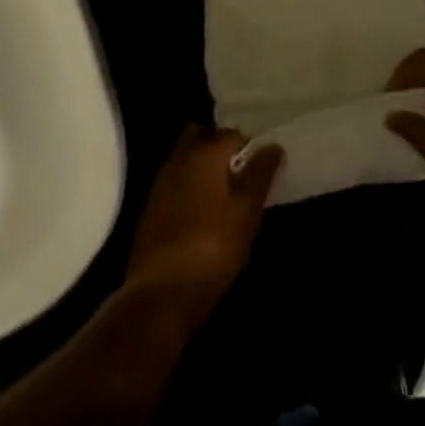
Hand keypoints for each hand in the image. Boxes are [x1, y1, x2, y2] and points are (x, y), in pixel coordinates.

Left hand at [126, 126, 282, 314]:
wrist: (162, 291)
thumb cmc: (213, 246)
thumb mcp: (247, 212)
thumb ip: (260, 174)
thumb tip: (273, 146)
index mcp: (204, 152)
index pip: (233, 134)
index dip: (251, 149)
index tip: (262, 172)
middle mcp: (179, 157)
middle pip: (203, 138)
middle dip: (222, 150)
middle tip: (241, 177)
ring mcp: (161, 181)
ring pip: (187, 159)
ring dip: (204, 169)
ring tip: (225, 198)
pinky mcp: (151, 206)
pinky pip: (176, 182)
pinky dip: (190, 187)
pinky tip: (202, 213)